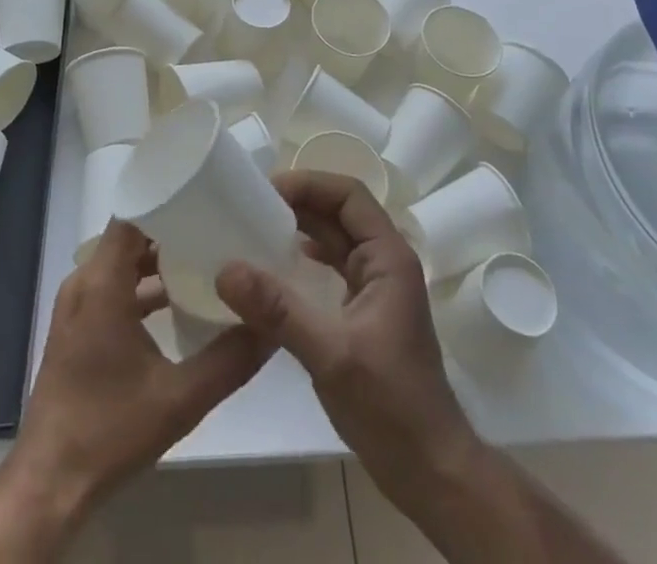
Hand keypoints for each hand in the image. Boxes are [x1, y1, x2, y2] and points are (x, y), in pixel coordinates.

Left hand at [0, 220, 269, 560]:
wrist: (50, 481)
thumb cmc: (110, 429)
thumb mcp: (179, 399)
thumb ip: (228, 360)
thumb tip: (270, 328)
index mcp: (102, 283)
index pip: (133, 215)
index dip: (167, 200)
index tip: (206, 197)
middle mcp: (84, 282)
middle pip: (130, 235)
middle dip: (171, 228)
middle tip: (215, 226)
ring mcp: (77, 305)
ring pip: (120, 262)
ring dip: (156, 259)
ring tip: (203, 257)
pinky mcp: (77, 327)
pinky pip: (111, 285)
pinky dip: (140, 285)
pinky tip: (176, 301)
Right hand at [215, 172, 481, 515]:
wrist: (431, 471)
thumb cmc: (391, 406)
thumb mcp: (331, 354)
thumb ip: (279, 310)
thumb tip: (226, 269)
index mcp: (389, 257)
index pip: (349, 195)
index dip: (309, 184)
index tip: (266, 190)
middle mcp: (385, 262)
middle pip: (341, 211)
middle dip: (299, 202)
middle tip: (251, 205)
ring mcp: (377, 287)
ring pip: (336, 238)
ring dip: (300, 228)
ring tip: (256, 228)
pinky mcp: (365, 312)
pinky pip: (332, 266)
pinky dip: (305, 257)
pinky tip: (278, 267)